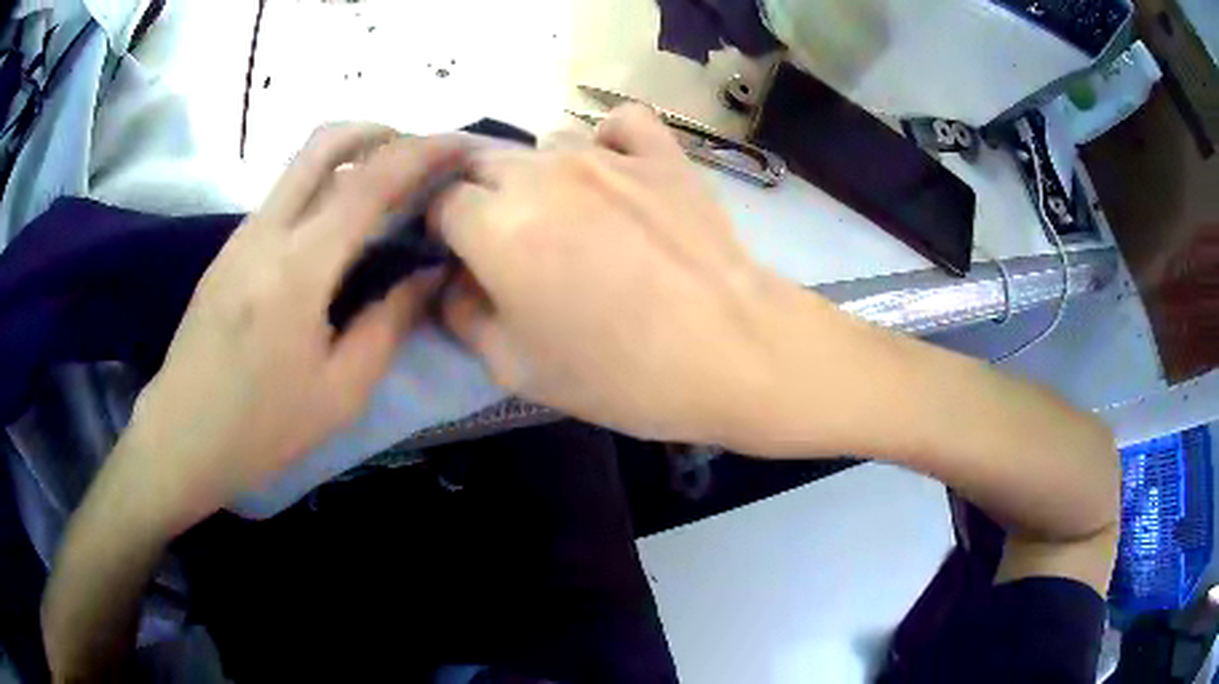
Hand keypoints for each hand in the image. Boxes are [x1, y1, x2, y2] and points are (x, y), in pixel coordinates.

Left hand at [124, 125, 469, 530]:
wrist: (181, 437)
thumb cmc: (263, 427)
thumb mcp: (342, 392)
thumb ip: (389, 323)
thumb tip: (429, 274)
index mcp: (298, 269)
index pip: (369, 183)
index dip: (422, 153)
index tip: (459, 145)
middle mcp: (266, 232)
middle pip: (323, 143)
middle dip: (378, 130)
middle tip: (415, 152)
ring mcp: (240, 236)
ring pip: (299, 165)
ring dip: (348, 156)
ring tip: (384, 188)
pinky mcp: (228, 250)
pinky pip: (282, 197)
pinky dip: (320, 187)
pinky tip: (334, 228)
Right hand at [431, 106, 806, 444]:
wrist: (732, 352)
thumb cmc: (619, 373)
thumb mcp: (515, 368)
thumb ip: (462, 317)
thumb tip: (451, 282)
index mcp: (496, 225)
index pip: (441, 202)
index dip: (443, 232)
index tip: (463, 258)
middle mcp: (542, 173)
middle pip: (483, 163)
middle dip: (480, 198)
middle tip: (507, 242)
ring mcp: (607, 154)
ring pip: (546, 144)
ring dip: (540, 176)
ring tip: (570, 216)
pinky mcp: (661, 151)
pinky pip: (620, 123)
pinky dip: (609, 141)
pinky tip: (619, 172)